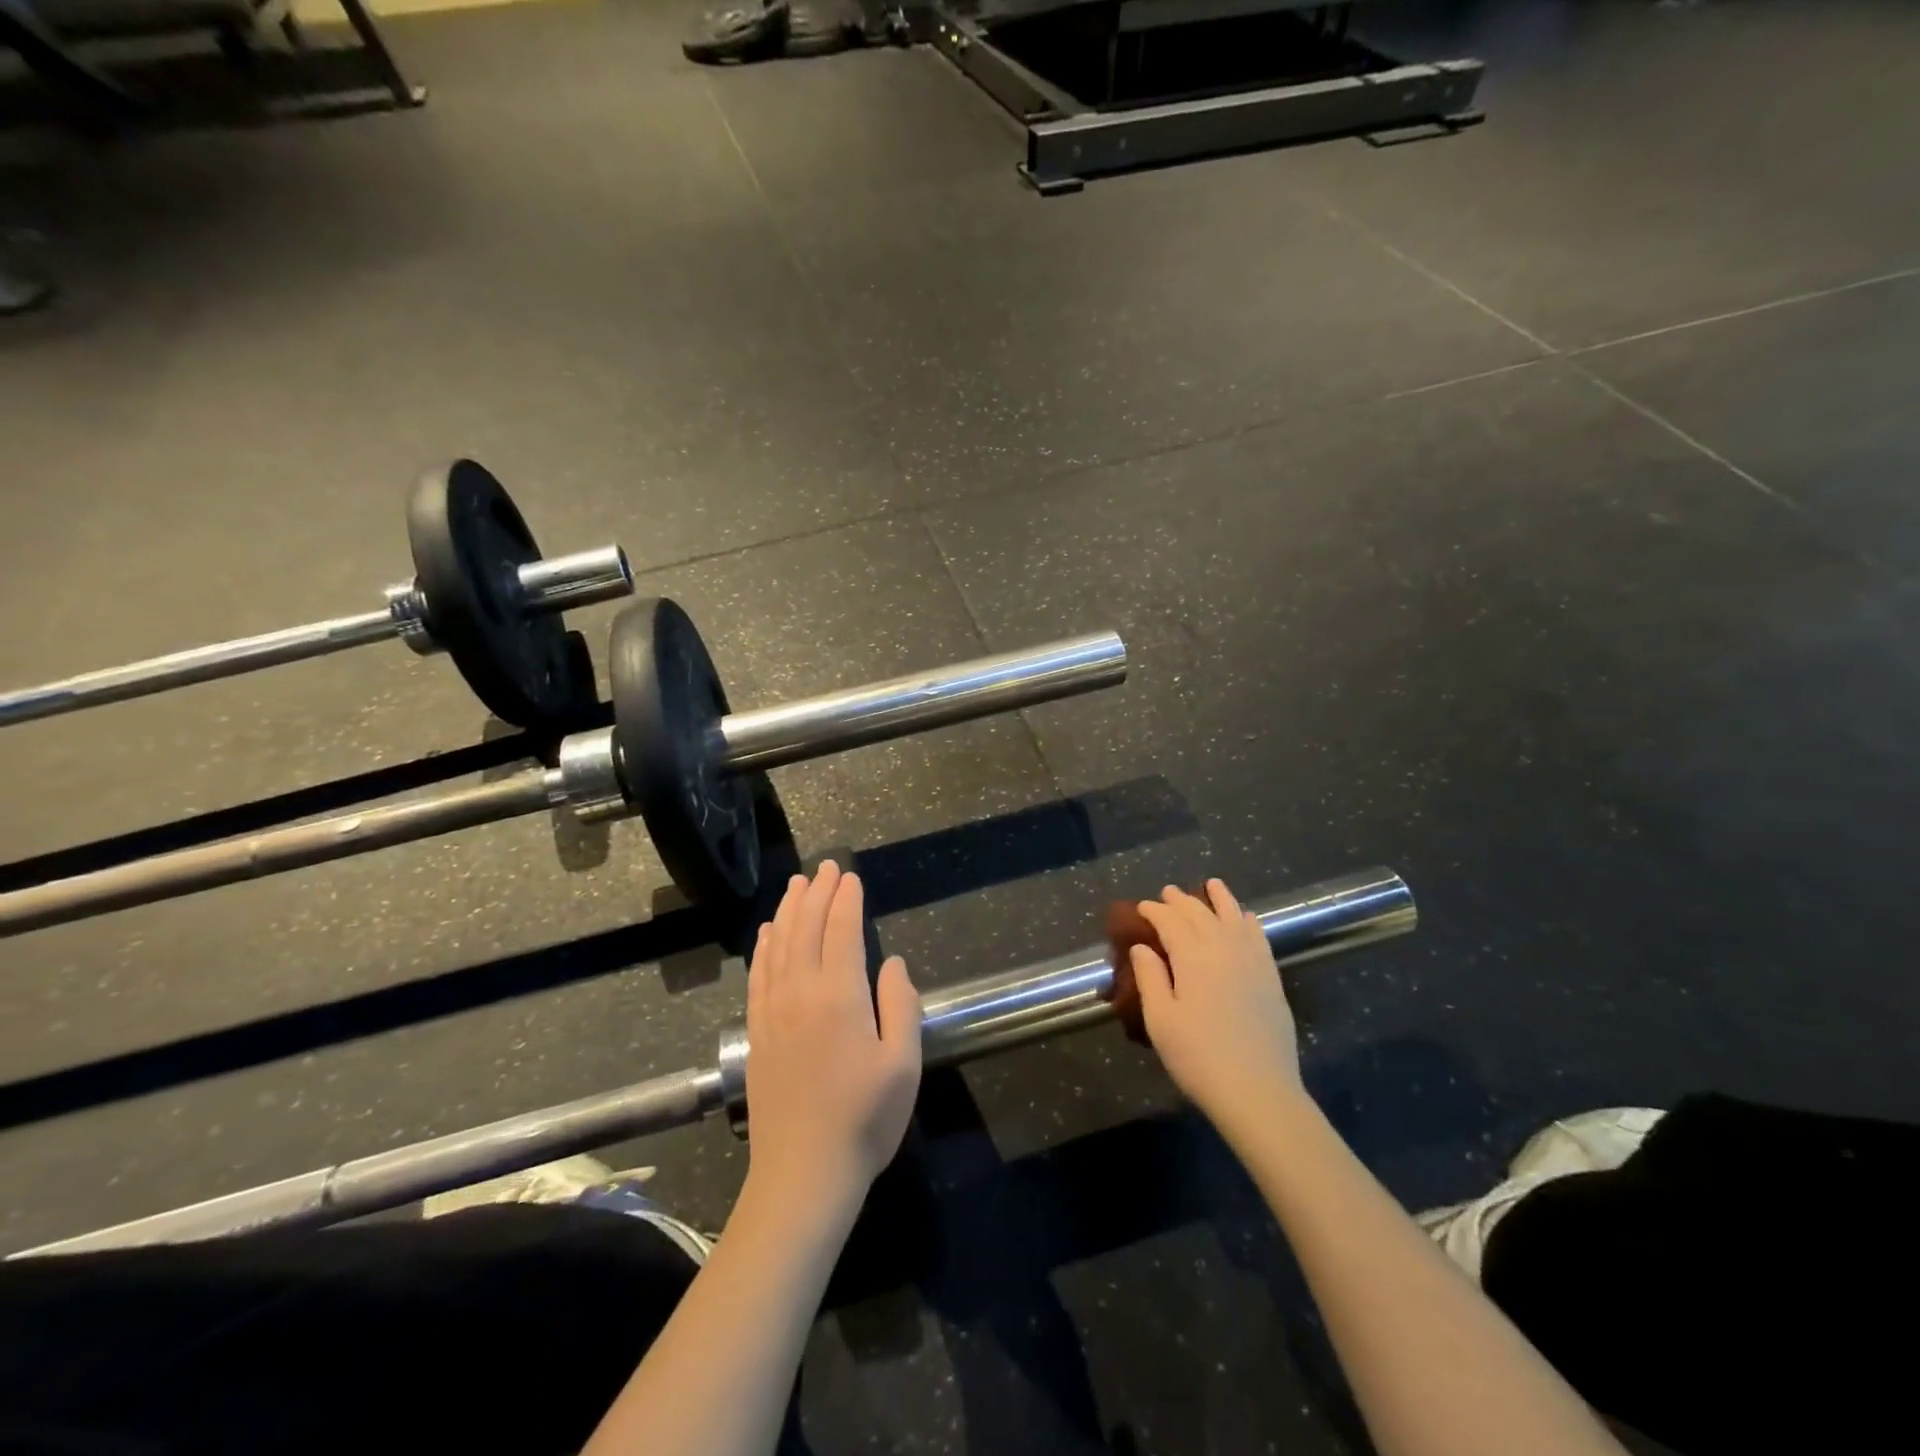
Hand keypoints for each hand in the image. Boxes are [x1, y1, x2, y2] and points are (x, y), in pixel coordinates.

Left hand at [742, 861, 921, 1211]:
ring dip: (788, 910)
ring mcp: (773, 1012)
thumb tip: (892, 963)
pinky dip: (763, 947)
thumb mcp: (903, 1064)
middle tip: (825, 866)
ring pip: (778, 945)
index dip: (846, 900)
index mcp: (839, 996)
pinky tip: (766, 933)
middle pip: (806, 929)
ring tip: (796, 885)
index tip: (850, 876)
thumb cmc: (864, 1120)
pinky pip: (758, 975)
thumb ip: (900, 1005)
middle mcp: (800, 993)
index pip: (841, 931)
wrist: (803, 1175)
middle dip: (817, 893)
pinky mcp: (757, 1033)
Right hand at [1131, 880, 1305, 1139]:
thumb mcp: (1160, 1020)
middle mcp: (1223, 949)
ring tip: (1212, 885)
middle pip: (1200, 915)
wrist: (1258, 1091)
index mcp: (1192, 957)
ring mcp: (1252, 962)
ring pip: (1234, 918)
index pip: (1170, 922)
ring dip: (1220, 899)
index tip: (1141, 907)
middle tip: (1167, 892)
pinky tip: (1246, 917)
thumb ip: (1150, 977)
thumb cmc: (1198, 1057)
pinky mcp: (1271, 978)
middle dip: (1181, 901)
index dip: (1154, 911)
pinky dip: (1249, 921)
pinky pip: (1259, 937)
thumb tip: (1143, 947)